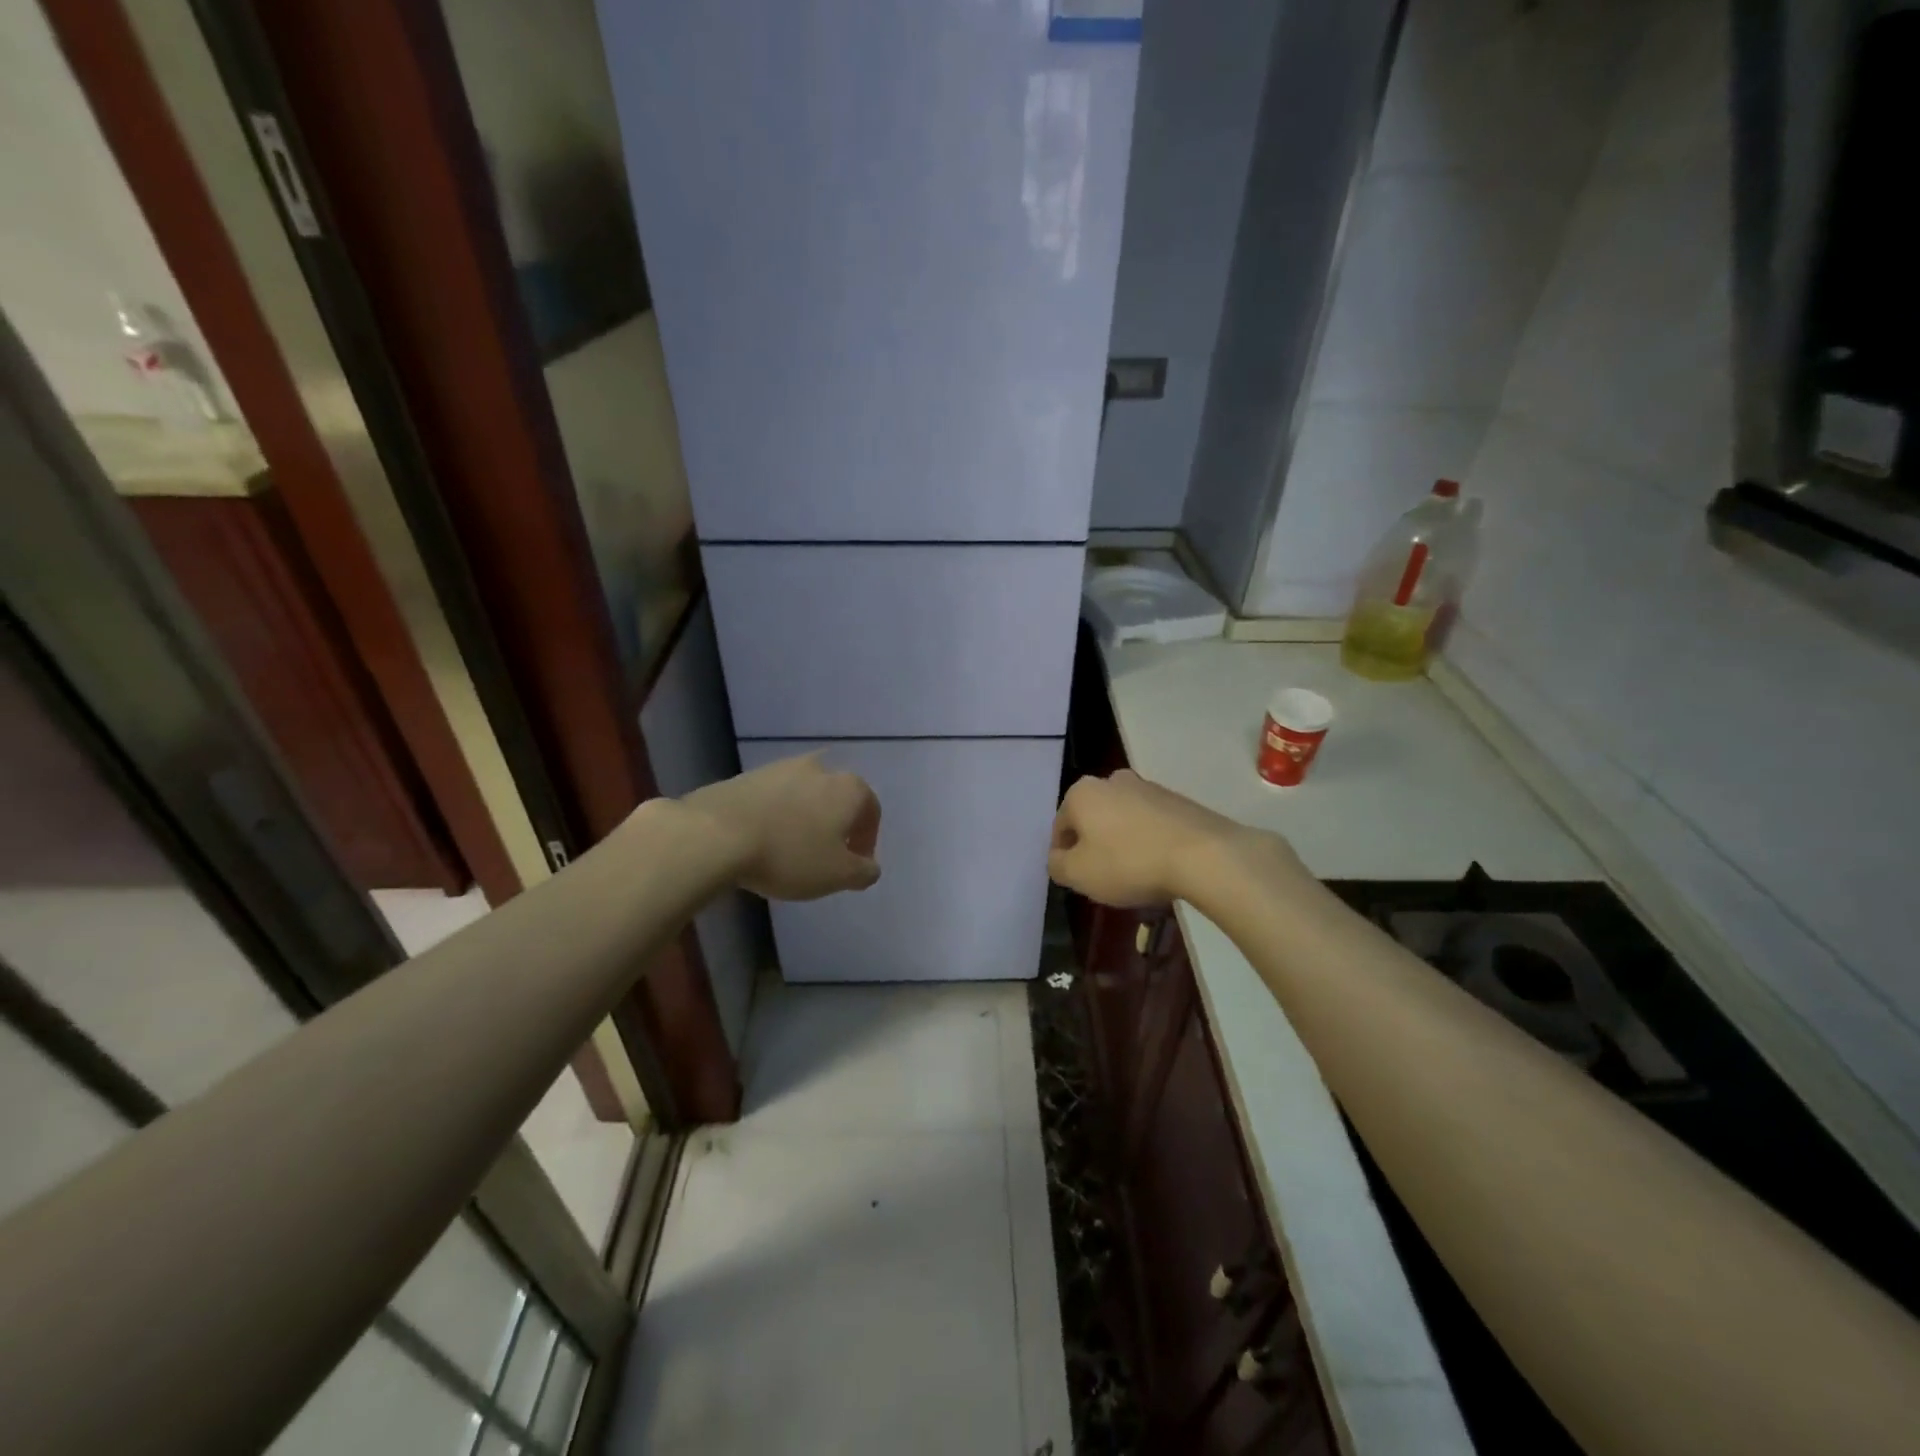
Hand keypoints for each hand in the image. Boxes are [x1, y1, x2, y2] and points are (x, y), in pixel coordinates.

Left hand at [682, 753, 881, 900]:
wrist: (716, 834)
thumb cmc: (789, 854)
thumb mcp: (837, 875)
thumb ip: (863, 872)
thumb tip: (870, 866)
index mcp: (849, 788)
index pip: (871, 810)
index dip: (867, 840)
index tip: (854, 865)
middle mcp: (820, 768)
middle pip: (837, 798)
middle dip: (836, 825)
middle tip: (825, 856)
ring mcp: (781, 767)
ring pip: (804, 795)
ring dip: (805, 818)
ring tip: (791, 850)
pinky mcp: (747, 775)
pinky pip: (773, 798)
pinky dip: (776, 815)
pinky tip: (763, 841)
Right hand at [1048, 770, 1296, 906]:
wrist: (1203, 855)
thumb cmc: (1129, 863)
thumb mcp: (1079, 875)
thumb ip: (1057, 865)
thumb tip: (1058, 858)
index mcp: (1082, 793)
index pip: (1060, 827)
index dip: (1064, 856)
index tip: (1078, 879)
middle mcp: (1112, 780)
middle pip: (1092, 819)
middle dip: (1094, 845)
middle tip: (1104, 877)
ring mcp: (1148, 787)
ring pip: (1122, 820)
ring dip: (1122, 843)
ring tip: (1135, 875)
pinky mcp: (1178, 800)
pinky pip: (1151, 824)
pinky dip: (1148, 841)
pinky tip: (1159, 866)